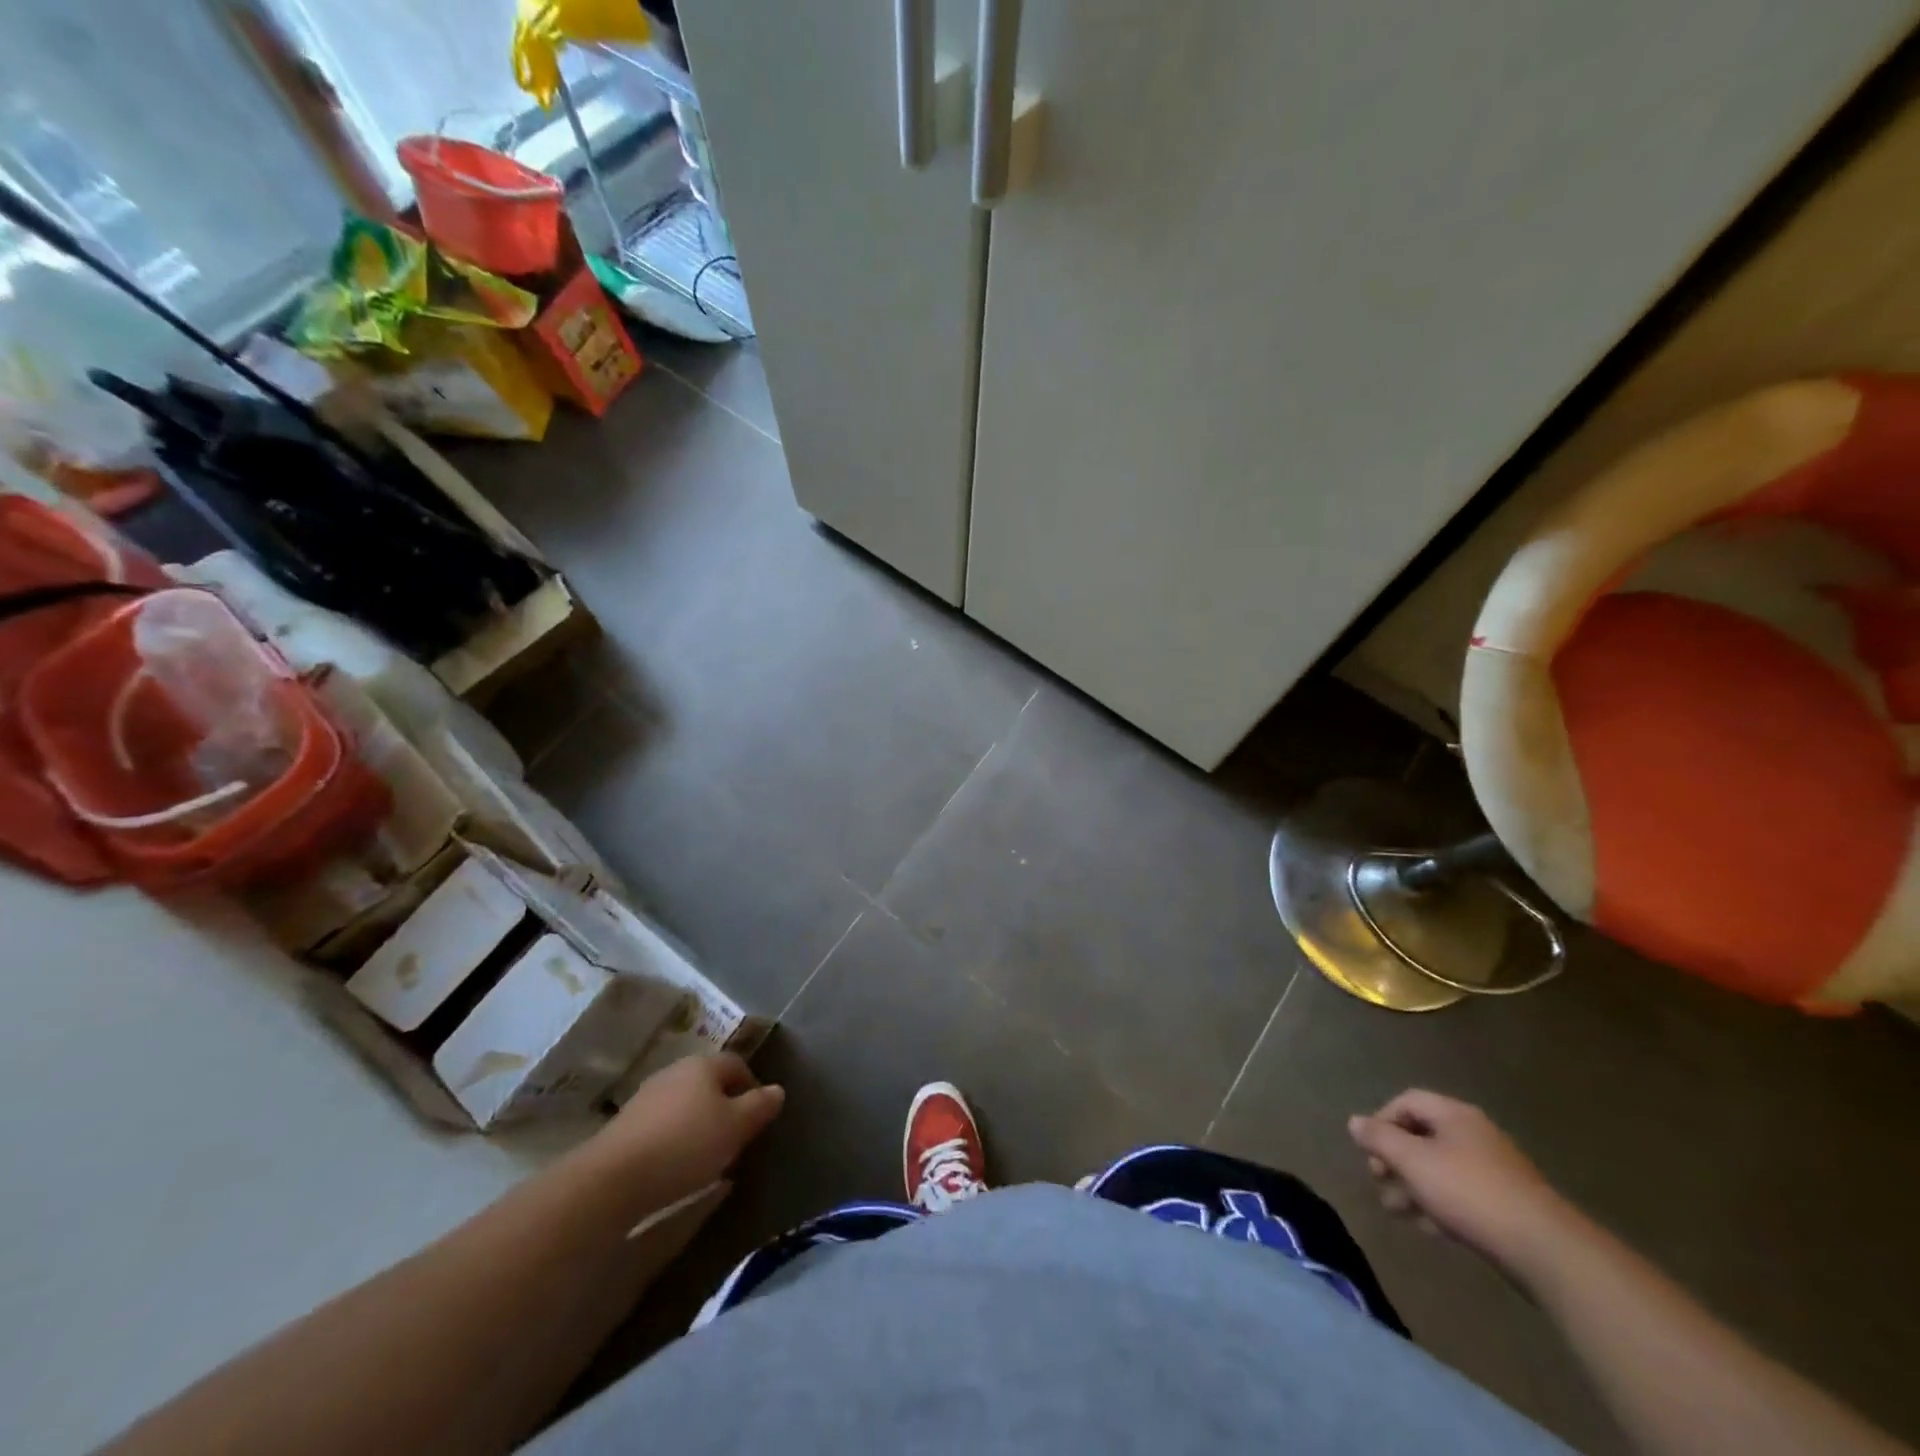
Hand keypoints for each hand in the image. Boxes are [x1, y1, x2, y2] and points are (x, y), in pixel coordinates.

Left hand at [588, 1053, 784, 1209]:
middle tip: (738, 1138)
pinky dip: (677, 1140)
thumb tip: (777, 1090)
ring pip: (686, 1105)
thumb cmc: (686, 1144)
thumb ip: (760, 1106)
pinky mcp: (626, 1126)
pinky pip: (664, 1126)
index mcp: (703, 1065)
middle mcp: (674, 1072)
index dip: (753, 1086)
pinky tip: (679, 1167)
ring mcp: (647, 1098)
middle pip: (710, 1084)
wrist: (613, 1179)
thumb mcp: (735, 1127)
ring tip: (711, 1158)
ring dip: (701, 1125)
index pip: (737, 1064)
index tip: (760, 1117)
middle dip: (727, 1106)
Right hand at [1348, 1089, 1576, 1277]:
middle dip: (1395, 1159)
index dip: (1381, 1121)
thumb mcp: (1412, 1161)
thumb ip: (1379, 1138)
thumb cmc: (1469, 1192)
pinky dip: (1440, 1205)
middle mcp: (1475, 1135)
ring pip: (1440, 1169)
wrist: (1546, 1250)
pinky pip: (1462, 1194)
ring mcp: (1495, 1170)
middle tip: (1379, 1182)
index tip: (1369, 1150)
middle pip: (1422, 1136)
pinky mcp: (1507, 1204)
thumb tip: (1355, 1122)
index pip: (1407, 1102)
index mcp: (1455, 1115)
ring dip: (1413, 1186)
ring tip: (1397, 1211)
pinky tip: (1429, 1228)